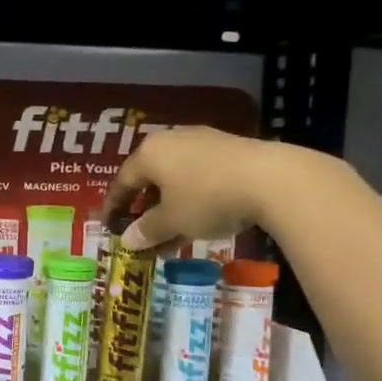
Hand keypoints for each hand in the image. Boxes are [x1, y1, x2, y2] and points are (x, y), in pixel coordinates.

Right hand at [102, 126, 282, 250]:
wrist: (272, 179)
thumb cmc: (207, 198)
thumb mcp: (172, 221)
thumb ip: (147, 230)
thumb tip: (128, 240)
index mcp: (149, 153)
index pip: (122, 181)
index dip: (113, 206)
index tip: (108, 225)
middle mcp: (172, 140)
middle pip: (150, 177)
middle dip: (144, 208)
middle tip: (140, 231)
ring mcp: (203, 142)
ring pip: (176, 179)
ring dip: (169, 208)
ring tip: (170, 236)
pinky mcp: (231, 150)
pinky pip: (200, 176)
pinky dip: (192, 199)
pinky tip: (198, 221)